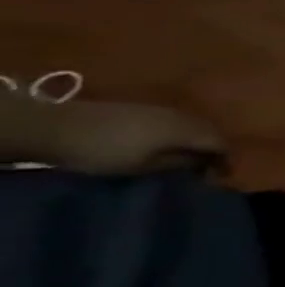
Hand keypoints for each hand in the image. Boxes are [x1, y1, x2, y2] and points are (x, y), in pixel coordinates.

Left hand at [42, 99, 226, 175]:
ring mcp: (164, 110)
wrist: (58, 126)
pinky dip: (182, 134)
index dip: (225, 160)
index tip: (221, 177)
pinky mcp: (146, 109)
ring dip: (197, 140)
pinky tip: (169, 144)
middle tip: (207, 168)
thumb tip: (205, 164)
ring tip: (189, 157)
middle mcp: (183, 116)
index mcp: (187, 130)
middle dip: (214, 149)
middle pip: (211, 132)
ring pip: (195, 125)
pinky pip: (178, 121)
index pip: (220, 143)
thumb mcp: (142, 166)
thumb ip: (179, 163)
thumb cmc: (104, 152)